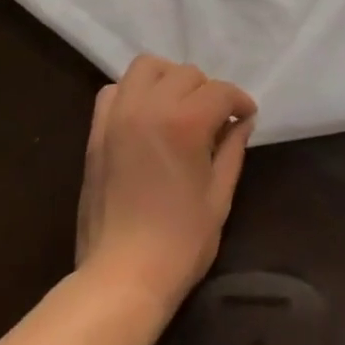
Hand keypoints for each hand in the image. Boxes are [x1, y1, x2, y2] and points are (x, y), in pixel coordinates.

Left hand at [75, 55, 256, 316]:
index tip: (246, 116)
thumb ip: (232, 150)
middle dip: (207, 91)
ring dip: (169, 78)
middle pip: (186, 74)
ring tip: (179, 106)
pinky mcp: (97, 129)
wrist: (121, 277)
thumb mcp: (219, 198)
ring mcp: (119, 114)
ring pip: (147, 67)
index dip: (239, 101)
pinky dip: (133, 92)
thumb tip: (242, 122)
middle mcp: (150, 106)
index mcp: (185, 122)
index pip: (220, 91)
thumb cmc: (179, 244)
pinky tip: (145, 115)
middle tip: (215, 120)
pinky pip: (115, 89)